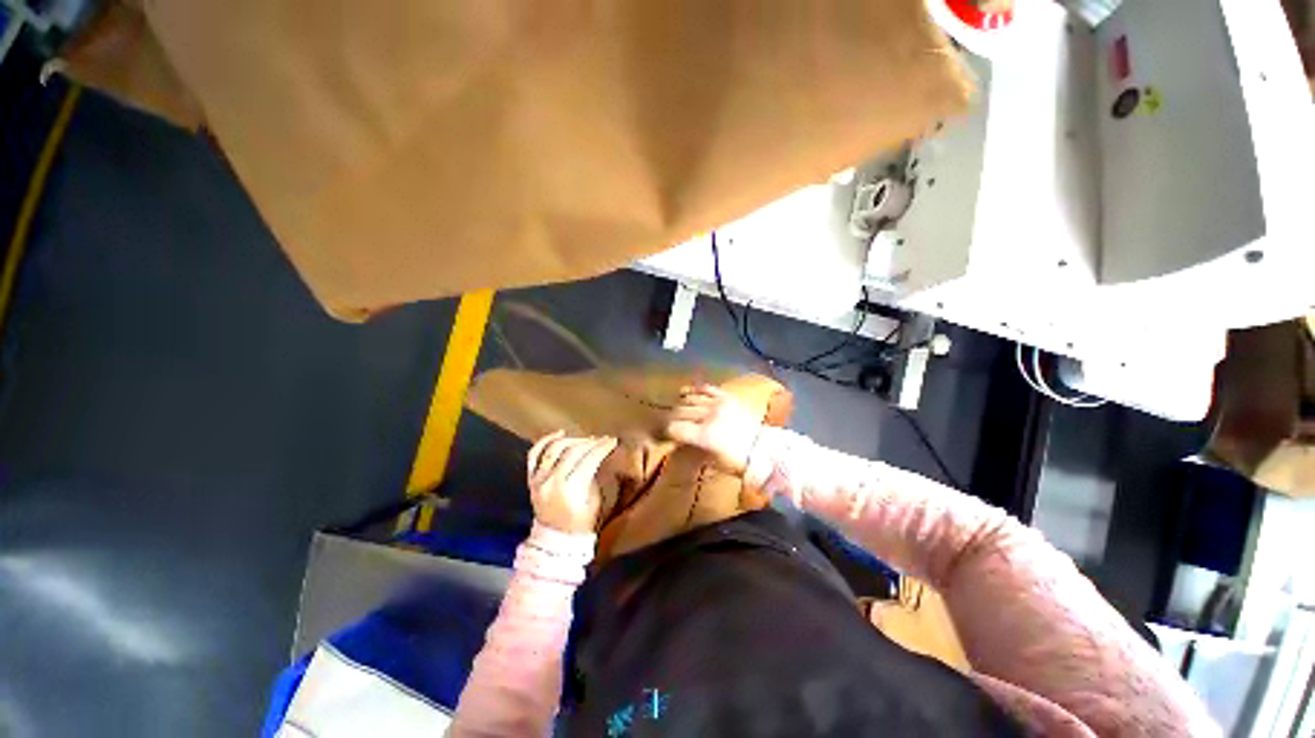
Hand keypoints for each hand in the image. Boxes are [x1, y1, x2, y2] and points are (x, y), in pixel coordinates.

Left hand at [527, 431, 617, 533]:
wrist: (555, 541)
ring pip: (555, 448)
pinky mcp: (531, 479)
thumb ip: (594, 476)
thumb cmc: (581, 523)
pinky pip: (535, 454)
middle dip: (591, 442)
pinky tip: (560, 434)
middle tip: (602, 439)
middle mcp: (551, 481)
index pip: (589, 459)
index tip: (612, 440)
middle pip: (573, 451)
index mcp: (570, 489)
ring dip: (573, 440)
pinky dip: (546, 441)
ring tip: (586, 440)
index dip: (602, 448)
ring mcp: (538, 479)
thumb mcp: (595, 500)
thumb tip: (598, 455)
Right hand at [665, 385, 761, 474]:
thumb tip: (674, 443)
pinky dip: (695, 389)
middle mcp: (709, 416)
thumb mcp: (710, 461)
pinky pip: (706, 388)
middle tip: (668, 424)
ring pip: (691, 399)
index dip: (667, 432)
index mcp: (705, 435)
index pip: (675, 428)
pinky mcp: (727, 397)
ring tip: (678, 411)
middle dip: (672, 419)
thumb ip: (690, 449)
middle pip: (680, 412)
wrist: (762, 450)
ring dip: (681, 405)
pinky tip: (686, 392)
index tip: (666, 435)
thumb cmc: (735, 461)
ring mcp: (719, 404)